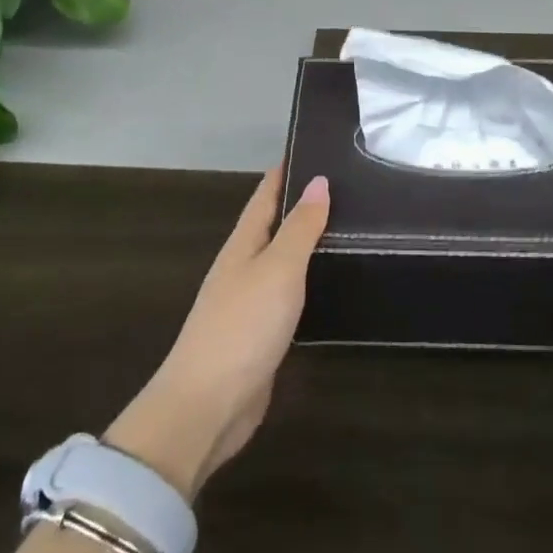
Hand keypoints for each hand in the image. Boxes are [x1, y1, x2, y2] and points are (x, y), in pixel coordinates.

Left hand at [104, 170, 329, 500]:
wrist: (207, 405)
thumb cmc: (243, 326)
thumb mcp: (278, 269)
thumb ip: (299, 227)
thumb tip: (319, 181)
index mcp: (242, 245)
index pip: (265, 196)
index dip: (284, 172)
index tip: (311, 147)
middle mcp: (242, 268)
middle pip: (272, 226)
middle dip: (300, 205)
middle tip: (344, 187)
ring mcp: (249, 304)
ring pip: (281, 261)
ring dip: (305, 244)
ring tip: (345, 229)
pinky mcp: (259, 336)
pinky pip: (287, 296)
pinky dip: (307, 282)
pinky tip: (328, 285)